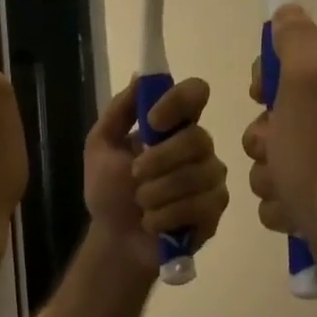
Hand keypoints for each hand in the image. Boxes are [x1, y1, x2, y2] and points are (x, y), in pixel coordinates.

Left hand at [85, 77, 229, 268]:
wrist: (115, 240)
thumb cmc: (109, 192)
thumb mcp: (101, 147)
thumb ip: (119, 111)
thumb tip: (141, 76)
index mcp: (174, 126)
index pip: (196, 93)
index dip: (178, 101)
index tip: (153, 120)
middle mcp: (199, 147)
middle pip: (196, 139)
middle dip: (158, 161)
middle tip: (135, 177)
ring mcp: (211, 178)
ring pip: (195, 176)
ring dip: (156, 194)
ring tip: (142, 206)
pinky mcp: (215, 209)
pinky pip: (198, 206)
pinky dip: (165, 217)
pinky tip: (154, 223)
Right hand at [242, 5, 316, 260]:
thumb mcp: (308, 78)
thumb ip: (297, 38)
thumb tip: (287, 12)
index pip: (291, 57)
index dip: (267, 78)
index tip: (261, 97)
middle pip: (275, 111)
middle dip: (263, 136)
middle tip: (277, 149)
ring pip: (273, 152)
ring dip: (268, 172)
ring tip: (286, 186)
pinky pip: (283, 187)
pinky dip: (282, 200)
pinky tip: (294, 208)